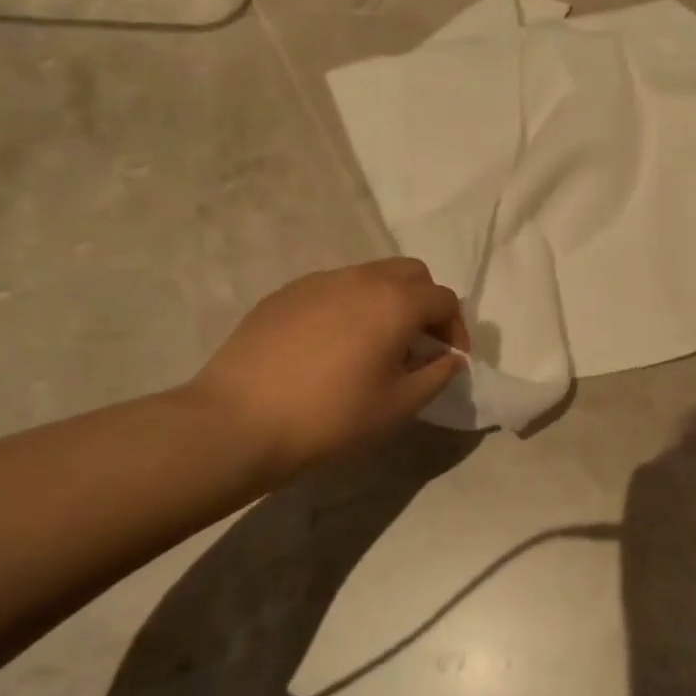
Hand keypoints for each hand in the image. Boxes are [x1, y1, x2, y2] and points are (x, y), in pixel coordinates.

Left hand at [185, 258, 467, 483]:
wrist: (238, 422)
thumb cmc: (331, 416)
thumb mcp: (399, 406)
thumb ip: (437, 376)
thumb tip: (451, 359)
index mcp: (395, 302)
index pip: (444, 300)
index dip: (457, 329)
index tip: (449, 361)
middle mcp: (361, 279)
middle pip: (411, 274)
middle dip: (425, 303)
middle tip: (418, 344)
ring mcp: (319, 281)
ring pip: (370, 276)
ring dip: (387, 302)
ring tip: (375, 345)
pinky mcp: (286, 293)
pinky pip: (333, 289)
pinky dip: (349, 307)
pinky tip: (332, 346)